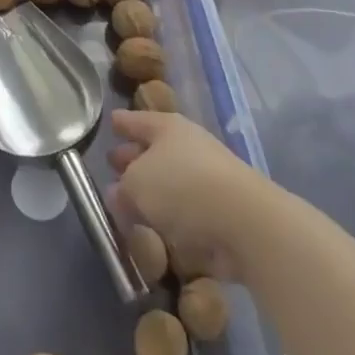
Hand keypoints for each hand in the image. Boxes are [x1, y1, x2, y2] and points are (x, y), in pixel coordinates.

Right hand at [108, 110, 273, 279]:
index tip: (110, 122)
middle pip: (153, 150)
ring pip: (170, 182)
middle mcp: (188, 147)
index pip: (136, 121)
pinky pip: (186, 212)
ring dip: (152, 194)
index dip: (121, 122)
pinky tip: (155, 233)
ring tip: (128, 206)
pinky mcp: (221, 212)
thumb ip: (121, 189)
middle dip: (133, 159)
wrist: (245, 222)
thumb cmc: (181, 188)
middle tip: (113, 166)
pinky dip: (171, 220)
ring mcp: (208, 179)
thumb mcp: (135, 185)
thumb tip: (118, 194)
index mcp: (166, 128)